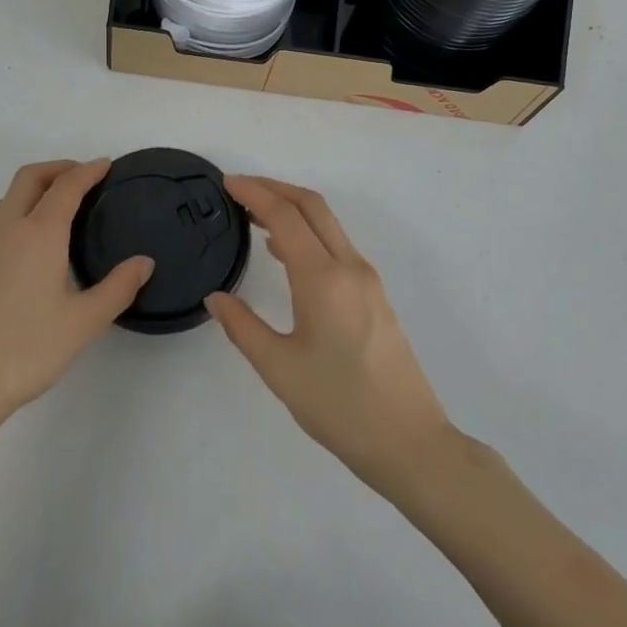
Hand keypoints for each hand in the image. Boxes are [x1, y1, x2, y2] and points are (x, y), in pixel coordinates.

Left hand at [0, 160, 152, 439]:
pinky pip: (1, 217)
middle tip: (86, 177)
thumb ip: (117, 288)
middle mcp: (9, 229)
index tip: (107, 165)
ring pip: (11, 195)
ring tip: (64, 203)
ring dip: (38, 185)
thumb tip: (144, 262)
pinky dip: (23, 206)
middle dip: (59, 168)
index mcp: (39, 233)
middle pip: (31, 177)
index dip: (89, 170)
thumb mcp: (82, 323)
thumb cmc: (25, 349)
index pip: (66, 186)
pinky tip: (37, 238)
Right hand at [208, 177, 452, 494]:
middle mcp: (348, 267)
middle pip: (311, 206)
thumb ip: (243, 327)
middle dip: (275, 188)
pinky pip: (336, 246)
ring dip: (292, 208)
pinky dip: (308, 233)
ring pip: (327, 224)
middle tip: (239, 189)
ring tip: (254, 216)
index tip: (226, 183)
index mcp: (322, 278)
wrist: (411, 443)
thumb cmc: (340, 406)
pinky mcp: (375, 295)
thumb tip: (215, 298)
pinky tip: (286, 253)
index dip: (254, 193)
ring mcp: (367, 279)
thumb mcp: (280, 369)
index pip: (285, 215)